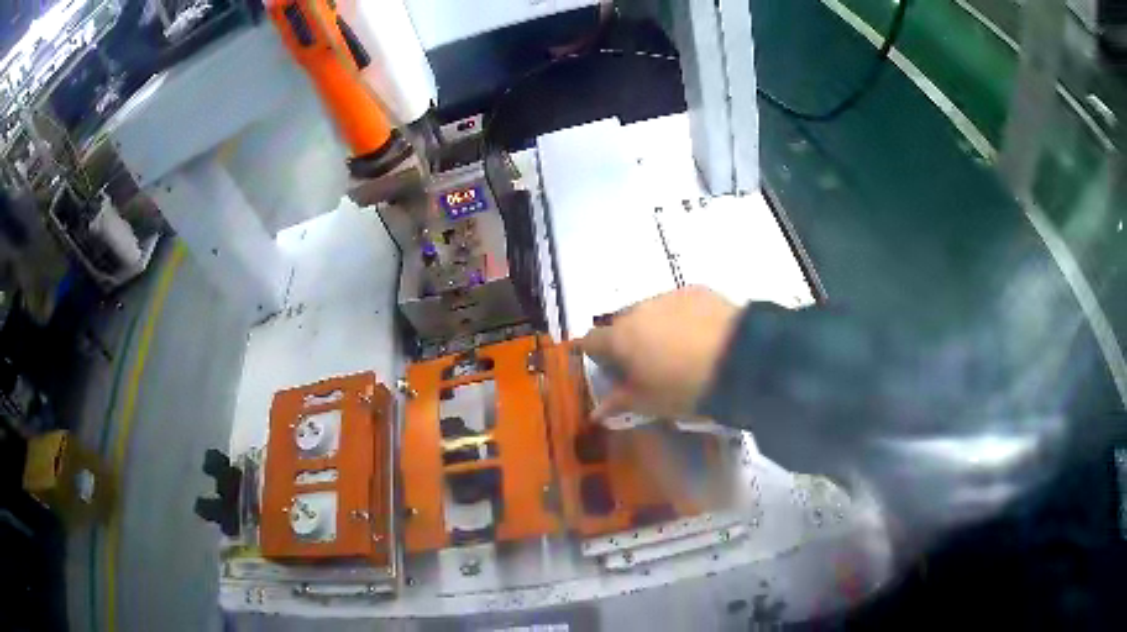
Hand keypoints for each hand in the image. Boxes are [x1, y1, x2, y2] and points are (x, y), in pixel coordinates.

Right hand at [578, 286, 739, 420]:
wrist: (739, 359)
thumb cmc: (685, 388)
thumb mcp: (650, 403)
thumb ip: (620, 402)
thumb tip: (597, 412)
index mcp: (620, 338)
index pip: (590, 341)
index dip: (595, 356)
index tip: (609, 371)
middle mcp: (638, 310)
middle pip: (621, 324)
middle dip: (627, 341)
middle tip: (646, 365)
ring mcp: (668, 296)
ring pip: (650, 312)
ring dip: (654, 328)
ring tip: (678, 351)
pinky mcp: (697, 291)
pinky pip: (678, 305)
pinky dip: (681, 318)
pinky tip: (700, 337)